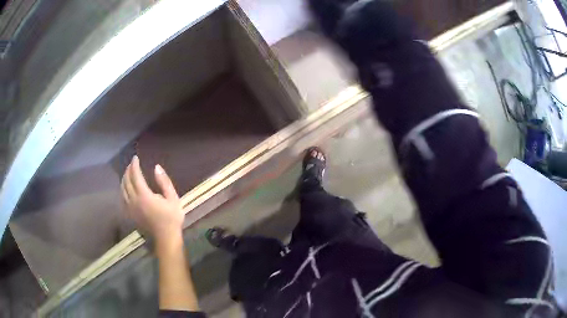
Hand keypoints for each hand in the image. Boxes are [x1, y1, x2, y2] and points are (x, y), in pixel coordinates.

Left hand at [121, 156, 183, 244]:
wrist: (166, 237)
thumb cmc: (171, 217)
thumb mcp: (173, 198)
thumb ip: (164, 182)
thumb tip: (156, 167)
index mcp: (144, 195)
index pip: (135, 176)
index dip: (134, 165)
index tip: (135, 158)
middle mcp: (134, 200)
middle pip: (127, 181)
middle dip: (128, 170)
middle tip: (132, 164)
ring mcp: (131, 208)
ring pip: (122, 189)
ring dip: (124, 179)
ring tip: (128, 173)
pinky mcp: (130, 214)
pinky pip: (122, 199)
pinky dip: (122, 190)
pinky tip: (125, 188)